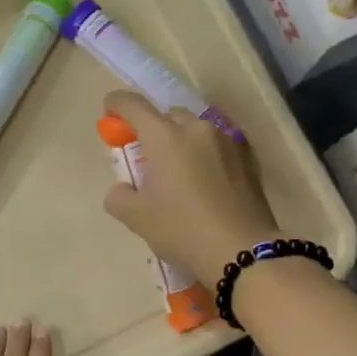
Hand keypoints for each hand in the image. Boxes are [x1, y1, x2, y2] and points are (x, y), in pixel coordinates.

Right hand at [101, 90, 279, 284]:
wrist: (242, 251)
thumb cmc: (182, 229)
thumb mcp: (137, 218)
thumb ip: (119, 197)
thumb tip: (121, 189)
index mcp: (164, 136)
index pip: (134, 106)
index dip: (117, 104)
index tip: (109, 111)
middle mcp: (196, 129)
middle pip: (168, 116)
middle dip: (153, 129)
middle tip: (146, 156)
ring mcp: (226, 141)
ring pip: (196, 130)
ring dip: (182, 142)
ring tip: (178, 172)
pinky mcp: (247, 159)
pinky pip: (217, 148)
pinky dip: (205, 156)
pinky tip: (205, 182)